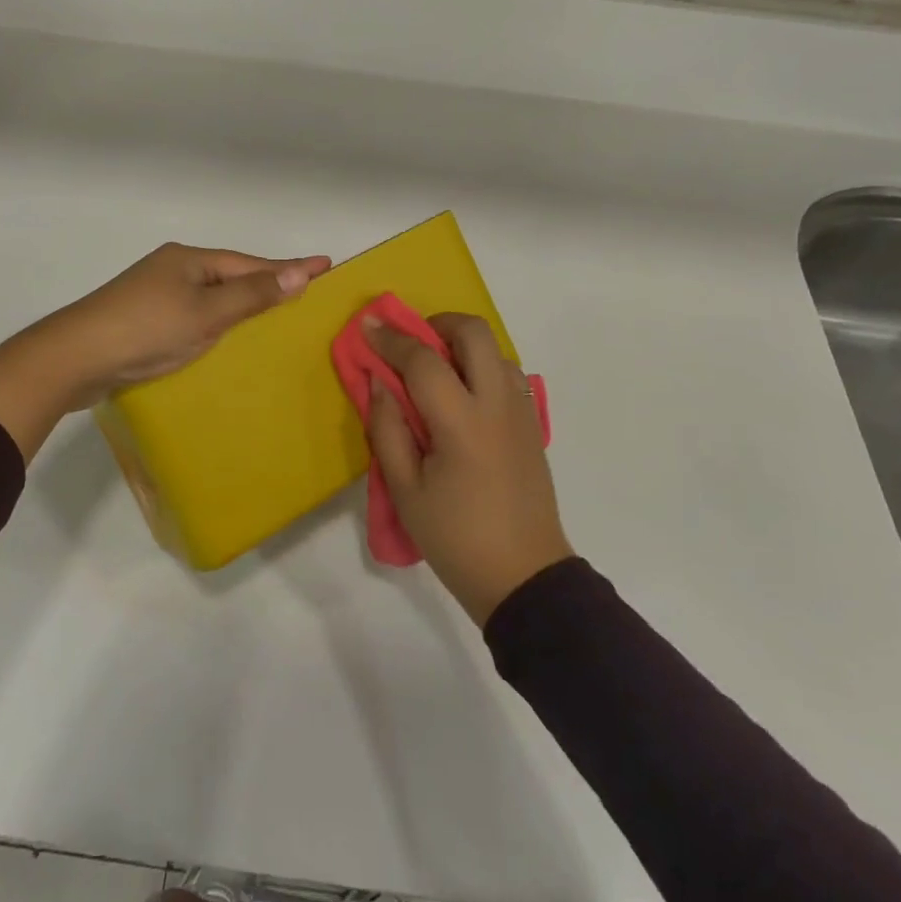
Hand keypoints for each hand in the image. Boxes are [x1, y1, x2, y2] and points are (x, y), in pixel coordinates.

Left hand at [0, 244, 330, 461]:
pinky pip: (193, 316)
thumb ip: (251, 295)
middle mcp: (173, 269)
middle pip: (231, 276)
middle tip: (304, 292)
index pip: (251, 263)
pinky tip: (225, 339)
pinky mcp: (143, 321)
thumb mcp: (205, 313)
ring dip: (241, 305)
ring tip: (274, 315)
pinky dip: (216, 323)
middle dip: (266, 283)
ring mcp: (155, 295)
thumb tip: (299, 273)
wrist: (74, 358)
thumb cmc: (145, 330)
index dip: (289, 267)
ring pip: (211, 297)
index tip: (326, 264)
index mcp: (189, 260)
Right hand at [365, 313, 571, 625]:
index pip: (423, 360)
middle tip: (411, 344)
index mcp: (462, 422)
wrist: (524, 577)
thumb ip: (387, 429)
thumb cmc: (455, 537)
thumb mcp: (405, 490)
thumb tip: (378, 382)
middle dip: (437, 324)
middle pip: (474, 333)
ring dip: (462, 346)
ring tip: (435, 372)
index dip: (391, 339)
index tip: (367, 325)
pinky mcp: (533, 426)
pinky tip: (463, 396)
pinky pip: (508, 375)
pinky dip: (482, 367)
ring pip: (496, 350)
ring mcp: (522, 412)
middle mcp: (498, 404)